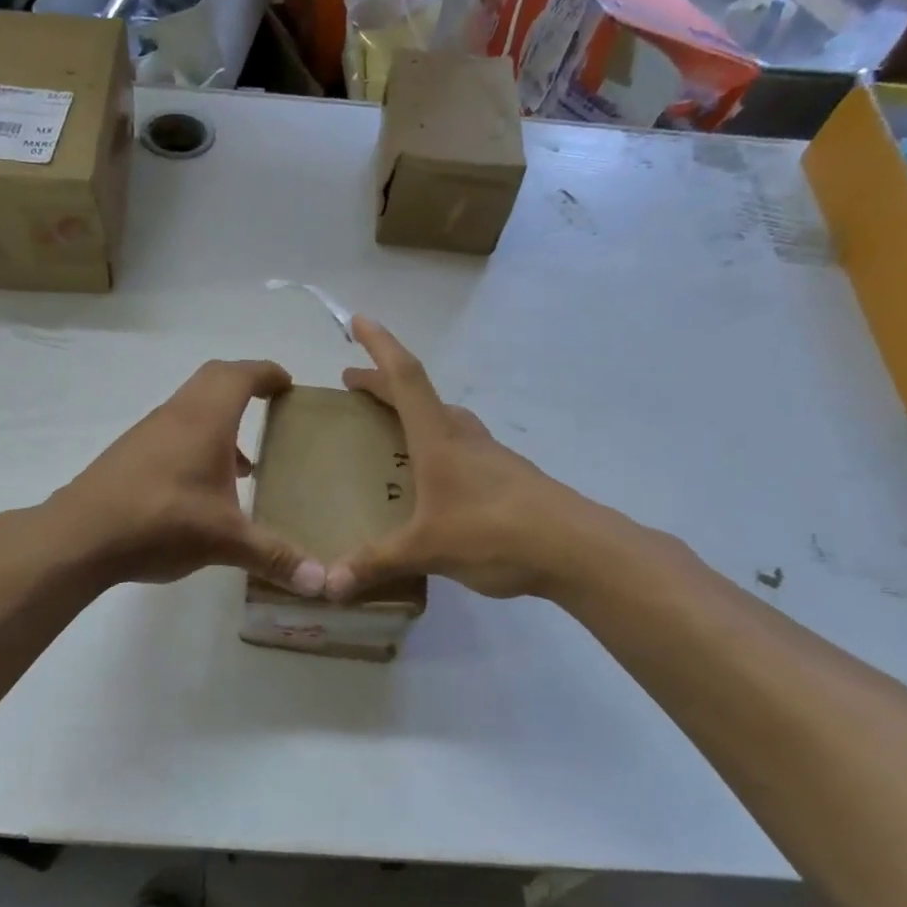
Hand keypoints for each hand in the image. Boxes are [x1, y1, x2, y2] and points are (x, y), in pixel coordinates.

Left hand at [52, 359, 325, 592]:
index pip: (241, 375)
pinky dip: (197, 443)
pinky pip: (173, 432)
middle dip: (245, 386)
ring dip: (220, 421)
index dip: (267, 373)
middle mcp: (176, 414)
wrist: (80, 536)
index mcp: (205, 419)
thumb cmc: (161, 522)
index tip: (288, 384)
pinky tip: (203, 490)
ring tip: (244, 463)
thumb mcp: (225, 541)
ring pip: (191, 407)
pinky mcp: (129, 455)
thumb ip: (275, 557)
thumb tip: (323, 584)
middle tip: (271, 408)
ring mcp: (148, 433)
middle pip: (214, 379)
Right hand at [326, 318, 593, 601]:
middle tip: (353, 385)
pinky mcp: (507, 478)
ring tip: (390, 428)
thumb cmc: (496, 532)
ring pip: (445, 420)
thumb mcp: (427, 549)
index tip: (358, 321)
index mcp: (439, 440)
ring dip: (413, 413)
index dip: (380, 347)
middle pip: (420, 395)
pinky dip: (437, 445)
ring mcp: (490, 456)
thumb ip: (376, 563)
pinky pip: (462, 448)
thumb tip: (329, 586)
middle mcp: (463, 437)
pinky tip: (434, 480)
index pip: (406, 378)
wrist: (577, 548)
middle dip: (383, 384)